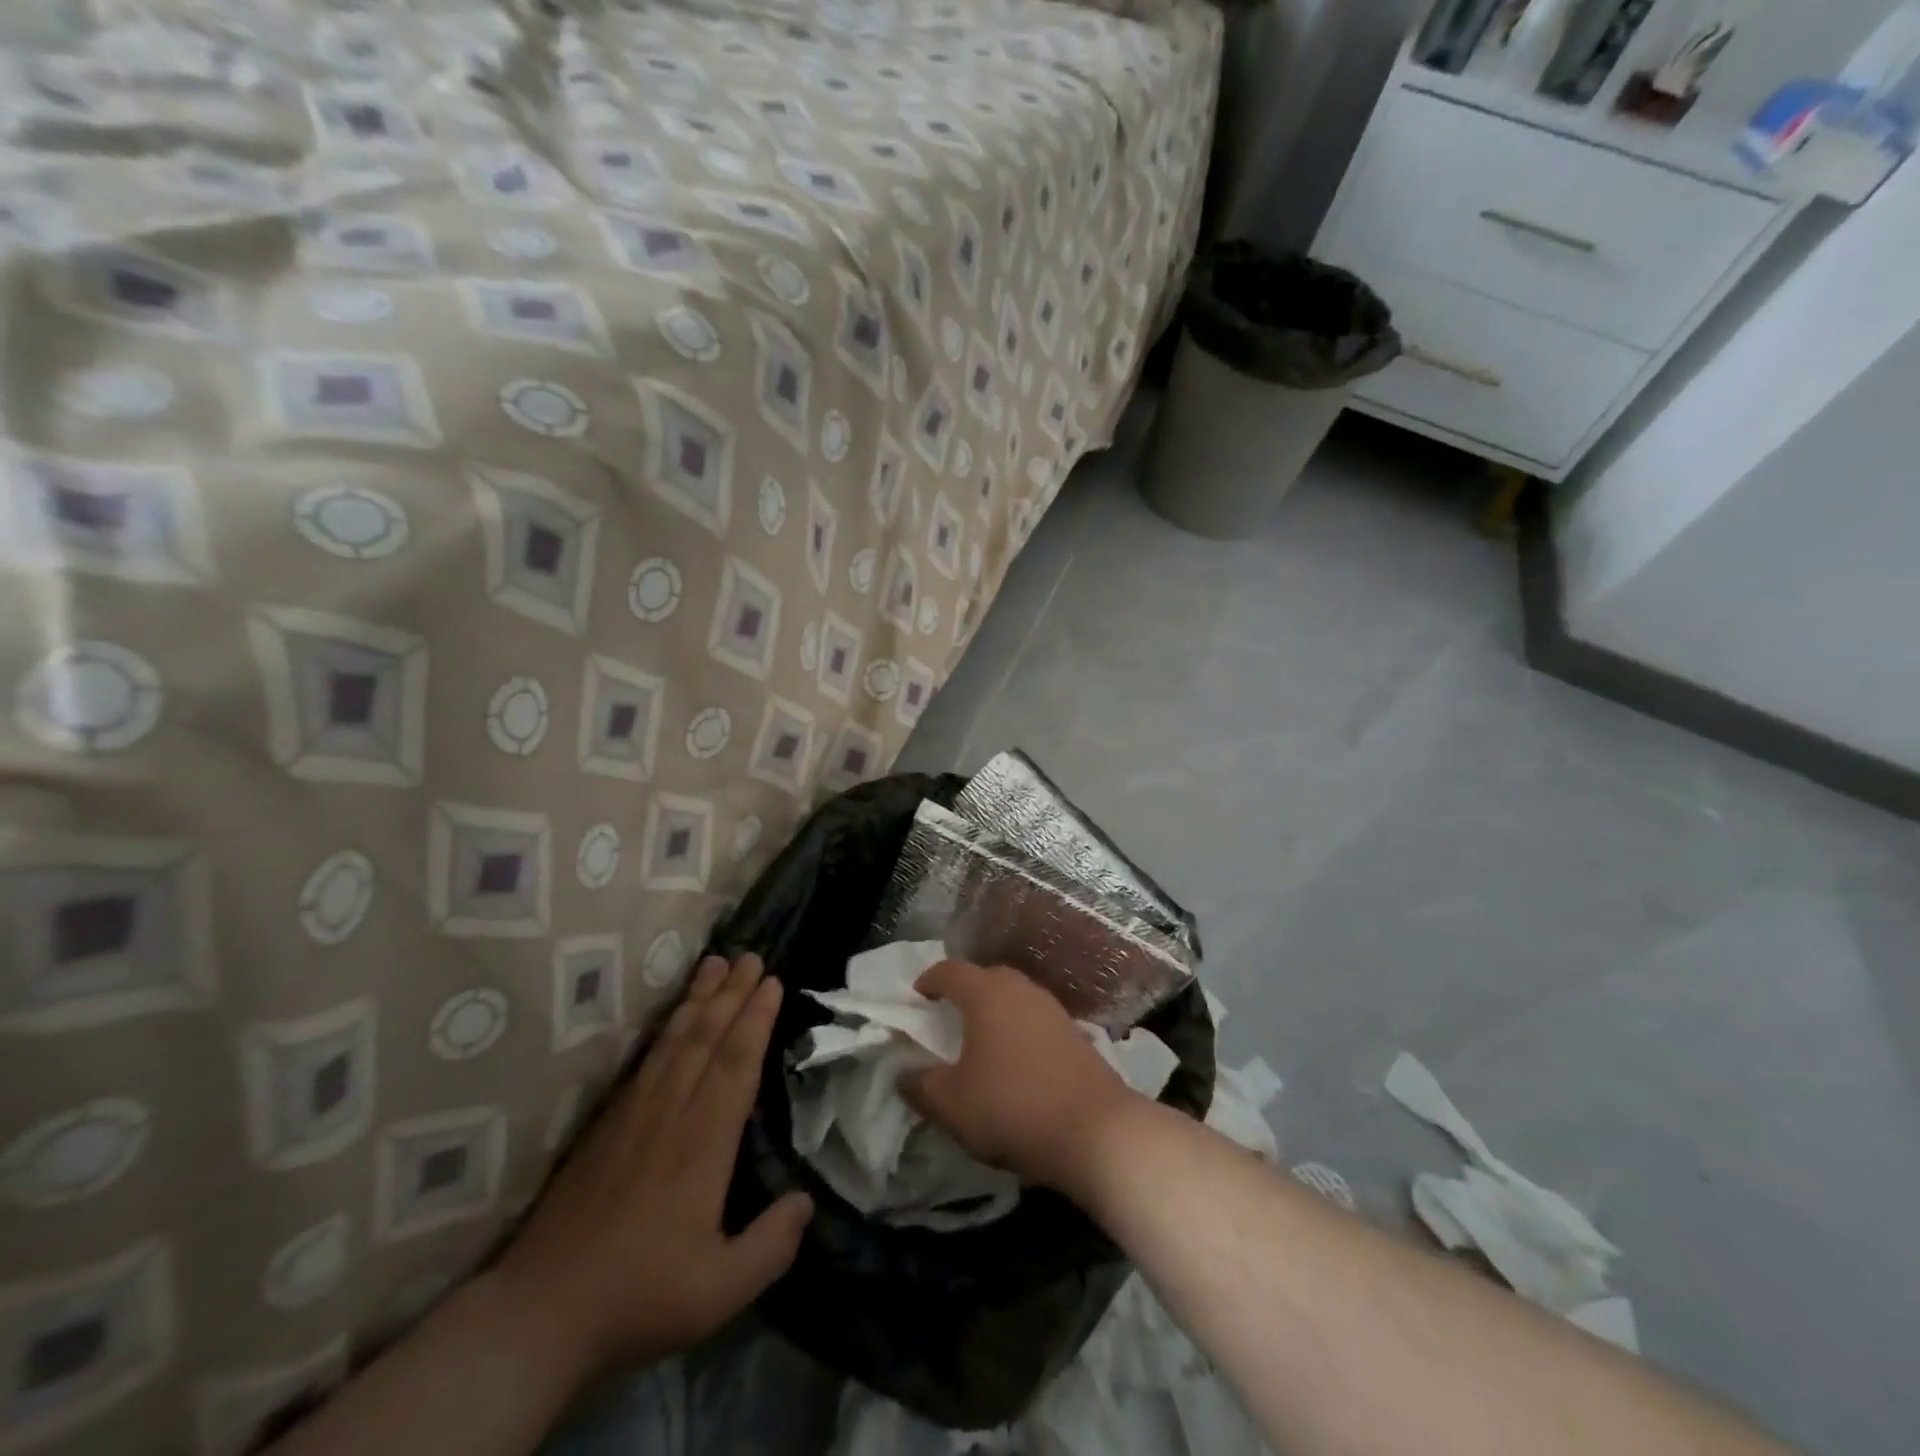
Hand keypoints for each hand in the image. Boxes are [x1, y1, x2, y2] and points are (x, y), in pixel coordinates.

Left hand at [490, 954, 811, 1377]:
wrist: (542, 1311)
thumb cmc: (640, 1294)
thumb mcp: (720, 1288)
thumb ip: (771, 1245)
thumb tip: (807, 1202)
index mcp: (704, 1141)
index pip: (735, 1062)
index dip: (755, 1018)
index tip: (771, 981)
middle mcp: (672, 1112)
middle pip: (706, 1036)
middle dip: (732, 992)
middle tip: (751, 954)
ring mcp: (635, 1112)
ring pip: (675, 1039)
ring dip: (699, 997)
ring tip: (715, 962)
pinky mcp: (608, 1122)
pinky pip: (646, 1057)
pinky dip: (666, 1025)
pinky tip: (674, 1015)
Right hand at [902, 960, 1143, 1193]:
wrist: (1096, 1131)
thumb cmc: (1012, 1108)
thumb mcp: (951, 1105)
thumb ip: (920, 1086)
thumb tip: (904, 1074)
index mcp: (986, 994)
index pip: (950, 970)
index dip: (929, 980)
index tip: (917, 998)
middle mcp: (1020, 989)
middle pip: (985, 977)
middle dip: (963, 992)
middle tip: (947, 1017)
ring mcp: (1052, 1008)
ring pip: (1014, 996)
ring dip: (994, 1010)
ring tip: (980, 1039)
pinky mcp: (1075, 1032)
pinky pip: (1035, 1018)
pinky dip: (1018, 1028)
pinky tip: (1016, 1059)